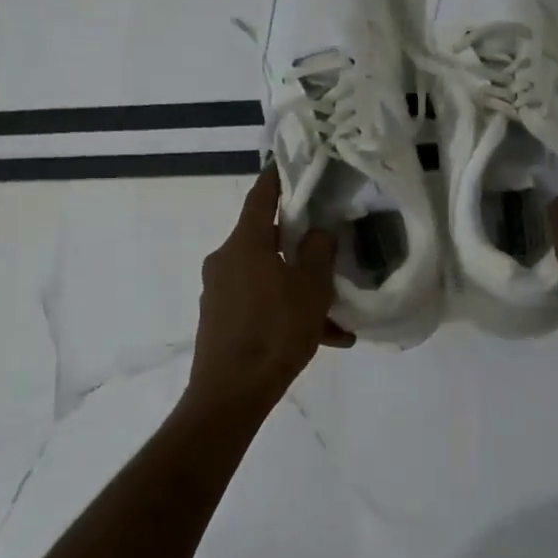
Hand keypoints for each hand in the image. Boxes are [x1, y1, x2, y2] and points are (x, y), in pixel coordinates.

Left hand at [186, 169, 352, 414]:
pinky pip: (260, 305)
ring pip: (268, 278)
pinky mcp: (220, 320)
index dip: (276, 178)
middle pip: (266, 240)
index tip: (289, 164)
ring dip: (300, 290)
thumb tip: (318, 233)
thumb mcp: (310, 289)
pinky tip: (324, 338)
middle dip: (299, 246)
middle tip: (328, 250)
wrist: (231, 393)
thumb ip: (318, 253)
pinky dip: (287, 313)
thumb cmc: (274, 331)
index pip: (260, 197)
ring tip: (337, 316)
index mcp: (245, 244)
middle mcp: (225, 260)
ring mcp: (219, 292)